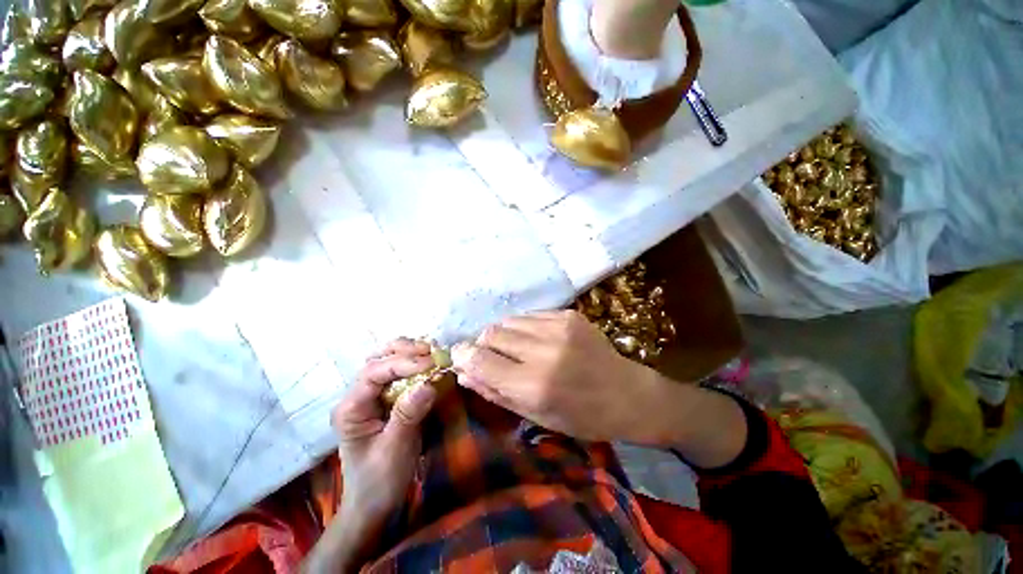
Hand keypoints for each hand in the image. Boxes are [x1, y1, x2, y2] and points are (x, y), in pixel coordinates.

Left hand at [310, 339, 437, 571]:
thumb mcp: (395, 450)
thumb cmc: (380, 481)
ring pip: (385, 360)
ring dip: (408, 352)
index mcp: (351, 409)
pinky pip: (397, 372)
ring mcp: (370, 396)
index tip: (431, 363)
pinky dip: (413, 362)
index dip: (403, 363)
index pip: (374, 373)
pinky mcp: (385, 399)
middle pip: (376, 359)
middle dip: (403, 351)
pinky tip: (428, 362)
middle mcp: (357, 396)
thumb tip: (429, 382)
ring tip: (430, 352)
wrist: (374, 503)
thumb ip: (408, 414)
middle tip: (430, 351)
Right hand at [451, 310, 661, 441]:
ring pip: (508, 321)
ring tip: (516, 349)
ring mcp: (558, 327)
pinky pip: (530, 316)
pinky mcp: (568, 315)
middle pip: (492, 333)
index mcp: (534, 385)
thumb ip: (495, 391)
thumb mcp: (535, 416)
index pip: (481, 360)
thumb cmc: (582, 417)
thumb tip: (462, 372)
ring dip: (503, 335)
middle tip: (492, 357)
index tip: (459, 356)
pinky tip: (536, 341)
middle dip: (483, 345)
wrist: (628, 394)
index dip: (464, 356)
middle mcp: (544, 350)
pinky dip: (524, 328)